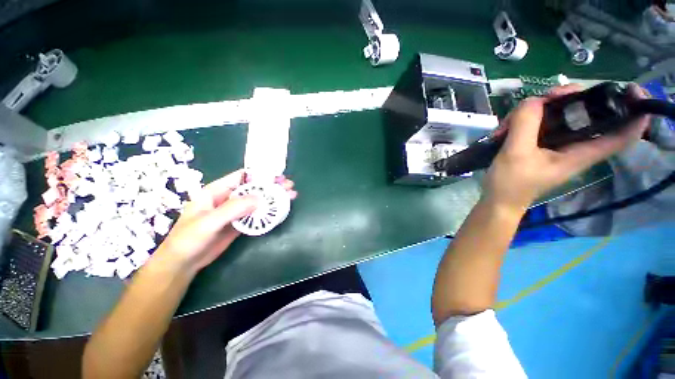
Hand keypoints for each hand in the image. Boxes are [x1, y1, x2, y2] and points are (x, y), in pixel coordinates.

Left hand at [154, 170, 296, 274]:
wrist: (184, 263)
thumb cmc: (188, 238)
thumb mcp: (208, 222)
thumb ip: (232, 209)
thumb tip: (259, 199)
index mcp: (217, 191)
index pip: (241, 177)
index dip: (260, 175)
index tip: (277, 176)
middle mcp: (228, 198)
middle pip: (254, 188)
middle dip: (272, 186)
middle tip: (289, 186)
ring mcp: (235, 211)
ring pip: (257, 201)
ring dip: (273, 198)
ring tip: (291, 195)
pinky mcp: (240, 223)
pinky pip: (256, 214)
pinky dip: (268, 212)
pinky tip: (280, 210)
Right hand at [482, 84, 649, 212]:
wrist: (496, 200)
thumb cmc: (510, 183)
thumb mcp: (516, 153)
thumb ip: (526, 124)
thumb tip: (534, 100)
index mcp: (581, 152)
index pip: (623, 134)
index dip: (635, 112)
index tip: (631, 90)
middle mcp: (574, 145)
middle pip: (587, 113)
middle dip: (571, 98)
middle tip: (548, 96)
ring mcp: (556, 144)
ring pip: (559, 114)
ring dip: (538, 109)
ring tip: (512, 119)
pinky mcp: (540, 144)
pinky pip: (540, 122)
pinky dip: (525, 119)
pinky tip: (507, 126)